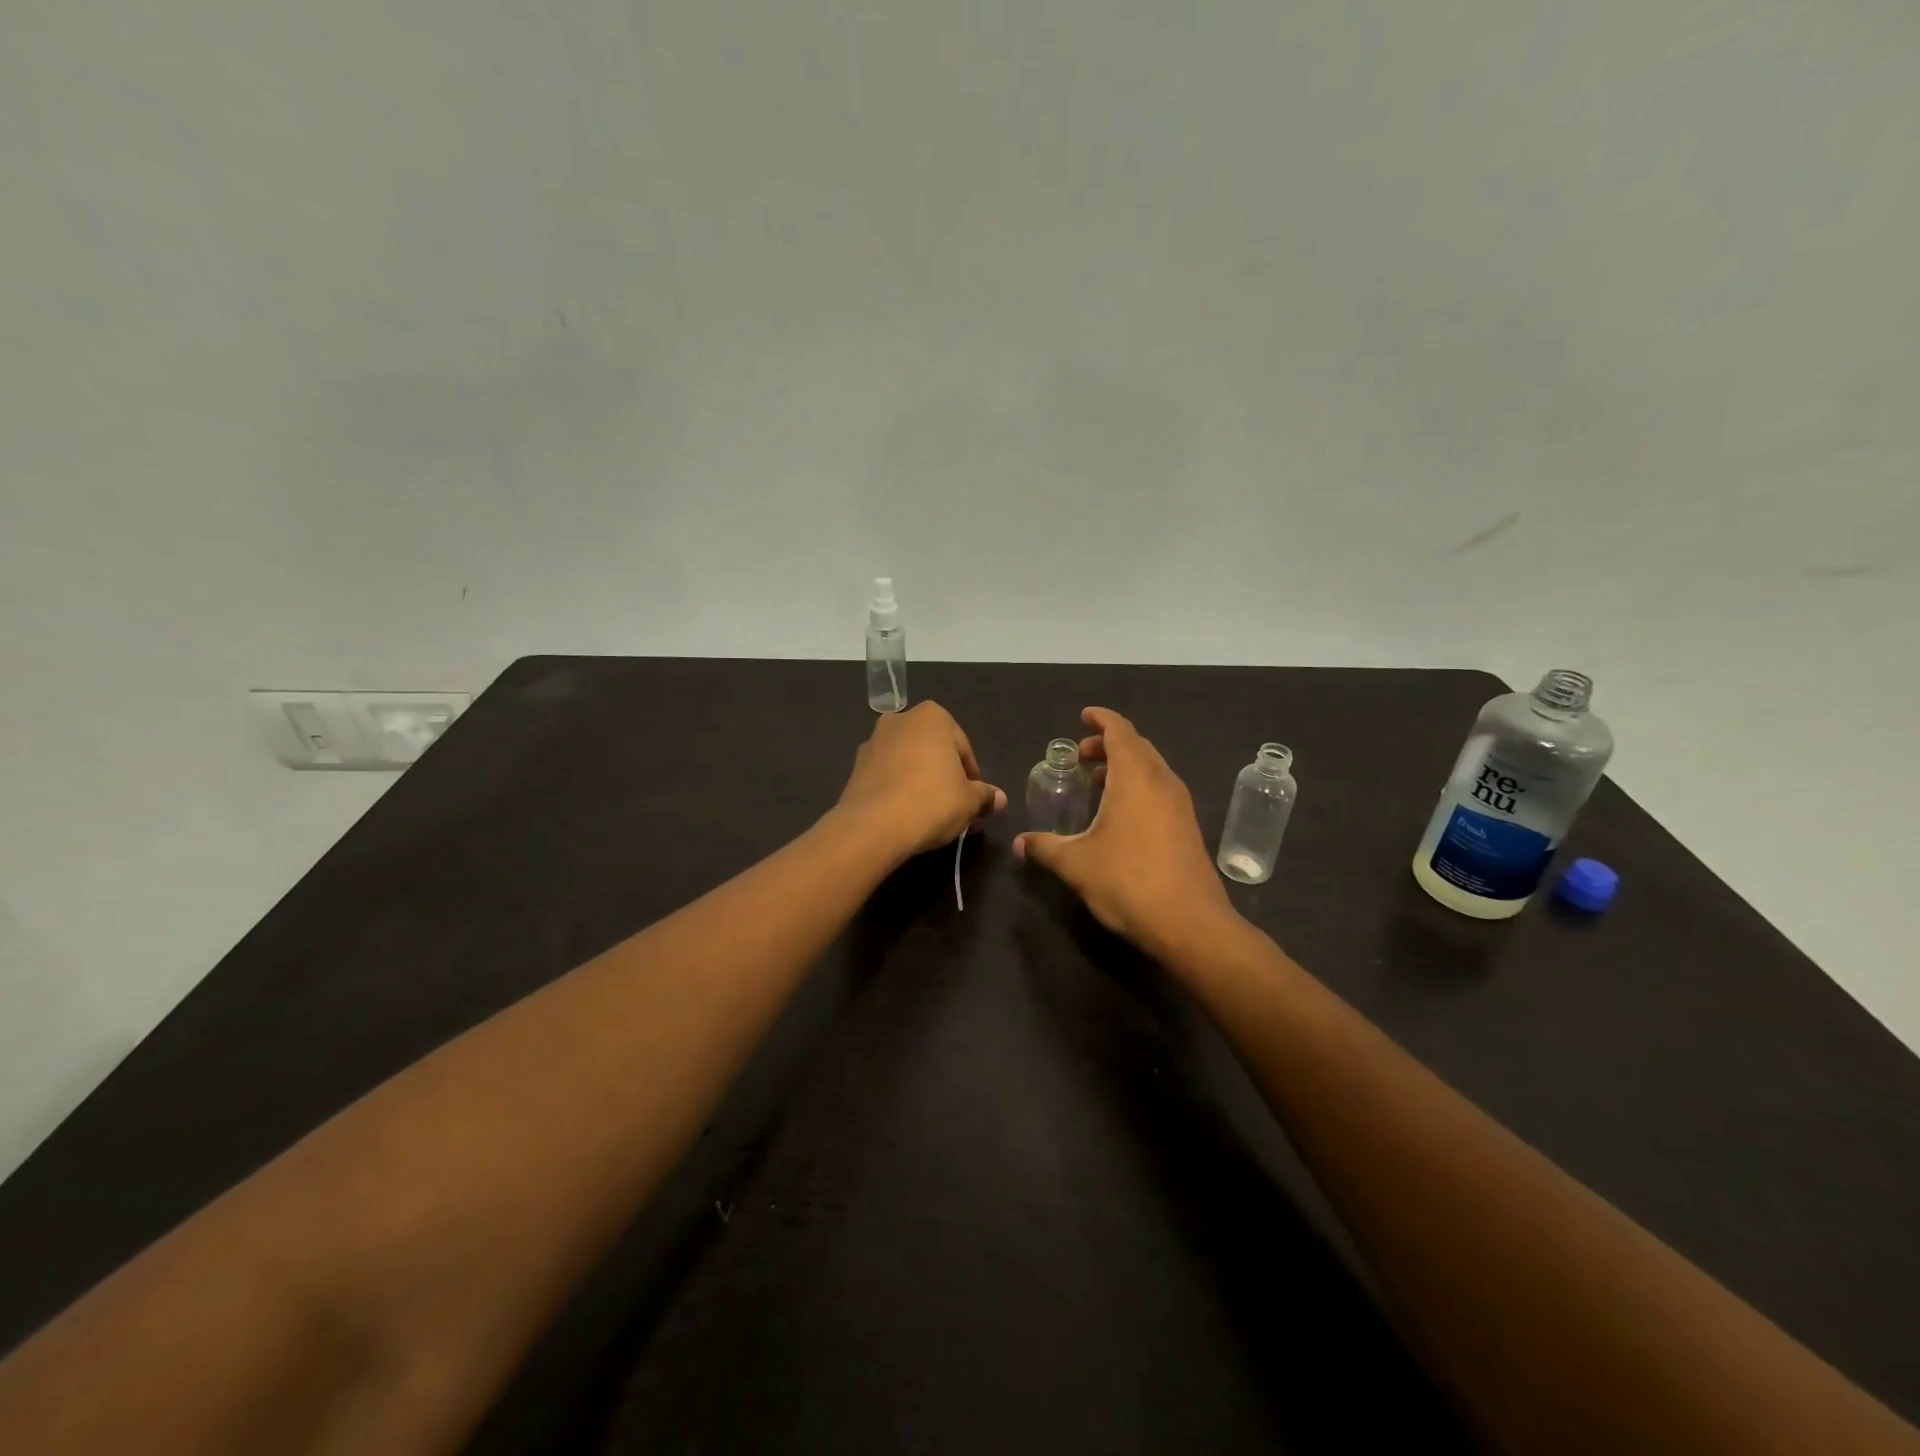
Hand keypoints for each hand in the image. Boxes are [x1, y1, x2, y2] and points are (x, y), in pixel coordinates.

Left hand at [836, 702, 1005, 859]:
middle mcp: (900, 720)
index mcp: (932, 717)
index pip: (962, 747)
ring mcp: (873, 742)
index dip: (971, 776)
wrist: (873, 825)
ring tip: (929, 813)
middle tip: (955, 806)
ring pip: (907, 761)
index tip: (974, 799)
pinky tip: (905, 814)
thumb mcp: (969, 801)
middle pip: (932, 750)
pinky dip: (897, 789)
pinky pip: (886, 776)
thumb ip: (985, 795)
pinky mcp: (855, 767)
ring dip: (919, 780)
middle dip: (944, 775)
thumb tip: (998, 798)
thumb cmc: (932, 801)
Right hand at [1015, 707, 1235, 954]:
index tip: (1084, 716)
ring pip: (1151, 770)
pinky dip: (1138, 787)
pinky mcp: (1188, 827)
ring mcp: (1180, 805)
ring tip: (1096, 783)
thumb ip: (1046, 847)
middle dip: (1109, 744)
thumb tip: (1020, 843)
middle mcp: (1162, 782)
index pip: (1120, 731)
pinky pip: (1160, 791)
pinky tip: (1119, 815)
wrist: (1189, 923)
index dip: (1102, 719)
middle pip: (1137, 747)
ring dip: (1124, 767)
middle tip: (1081, 756)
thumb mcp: (1077, 864)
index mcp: (1136, 777)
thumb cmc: (1128, 881)